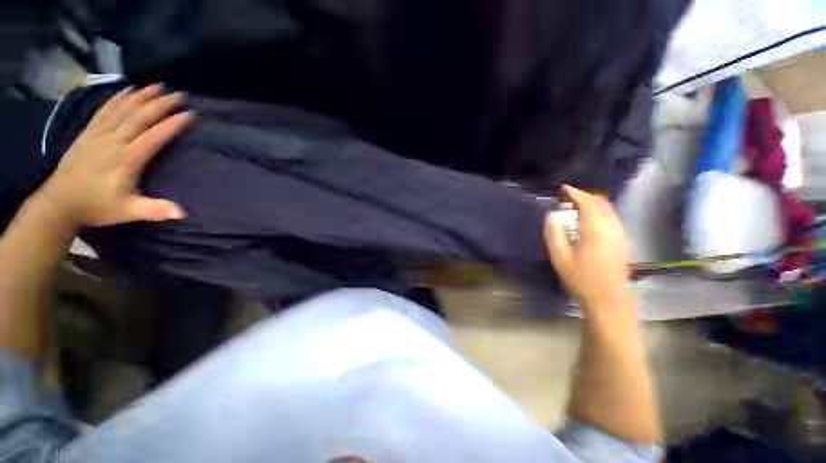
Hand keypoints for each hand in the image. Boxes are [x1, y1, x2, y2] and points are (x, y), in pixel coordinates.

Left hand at [39, 84, 194, 226]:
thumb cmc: (97, 206)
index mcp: (126, 159)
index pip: (154, 136)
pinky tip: (127, 90)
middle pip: (139, 117)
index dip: (173, 124)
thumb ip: (155, 210)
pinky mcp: (88, 133)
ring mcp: (99, 134)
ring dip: (142, 96)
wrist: (59, 203)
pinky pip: (105, 111)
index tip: (190, 114)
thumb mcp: (128, 212)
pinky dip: (117, 98)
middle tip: (179, 94)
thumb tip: (184, 213)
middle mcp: (114, 141)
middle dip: (160, 103)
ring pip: (123, 109)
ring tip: (158, 85)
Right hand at [544, 185, 631, 311]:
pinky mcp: (623, 241)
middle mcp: (612, 227)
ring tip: (575, 210)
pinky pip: (611, 218)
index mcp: (596, 230)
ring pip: (608, 210)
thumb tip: (552, 216)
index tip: (564, 188)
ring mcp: (620, 234)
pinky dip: (599, 213)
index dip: (576, 193)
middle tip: (568, 199)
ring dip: (592, 205)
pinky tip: (588, 223)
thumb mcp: (559, 257)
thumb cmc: (581, 277)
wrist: (608, 297)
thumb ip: (554, 233)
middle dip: (585, 196)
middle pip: (601, 203)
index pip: (588, 203)